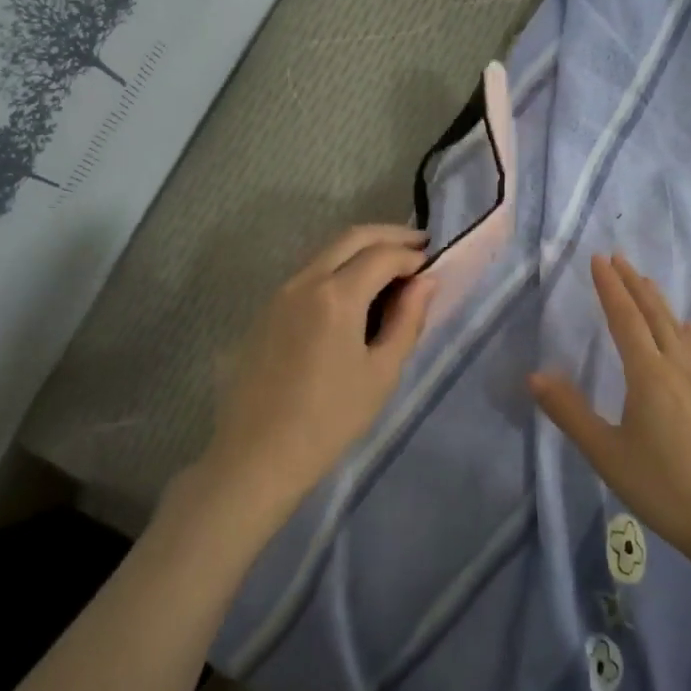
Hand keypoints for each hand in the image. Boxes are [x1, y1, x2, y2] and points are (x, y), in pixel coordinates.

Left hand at [201, 224, 434, 522]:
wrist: (258, 455)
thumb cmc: (330, 419)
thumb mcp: (382, 373)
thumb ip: (407, 320)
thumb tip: (425, 282)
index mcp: (337, 296)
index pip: (383, 255)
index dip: (412, 255)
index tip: (433, 264)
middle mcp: (305, 281)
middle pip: (352, 237)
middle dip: (389, 235)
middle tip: (418, 245)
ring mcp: (280, 293)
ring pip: (327, 251)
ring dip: (362, 248)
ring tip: (391, 265)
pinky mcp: (266, 310)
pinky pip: (309, 272)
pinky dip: (338, 266)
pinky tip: (355, 290)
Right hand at [530, 255, 690, 571]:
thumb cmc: (661, 487)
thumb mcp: (606, 454)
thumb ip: (570, 413)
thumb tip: (535, 376)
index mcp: (648, 375)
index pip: (625, 319)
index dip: (610, 288)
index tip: (598, 259)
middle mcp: (676, 368)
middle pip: (654, 315)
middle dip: (634, 284)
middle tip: (618, 258)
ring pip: (676, 328)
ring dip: (657, 301)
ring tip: (646, 281)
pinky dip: (682, 328)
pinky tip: (686, 329)